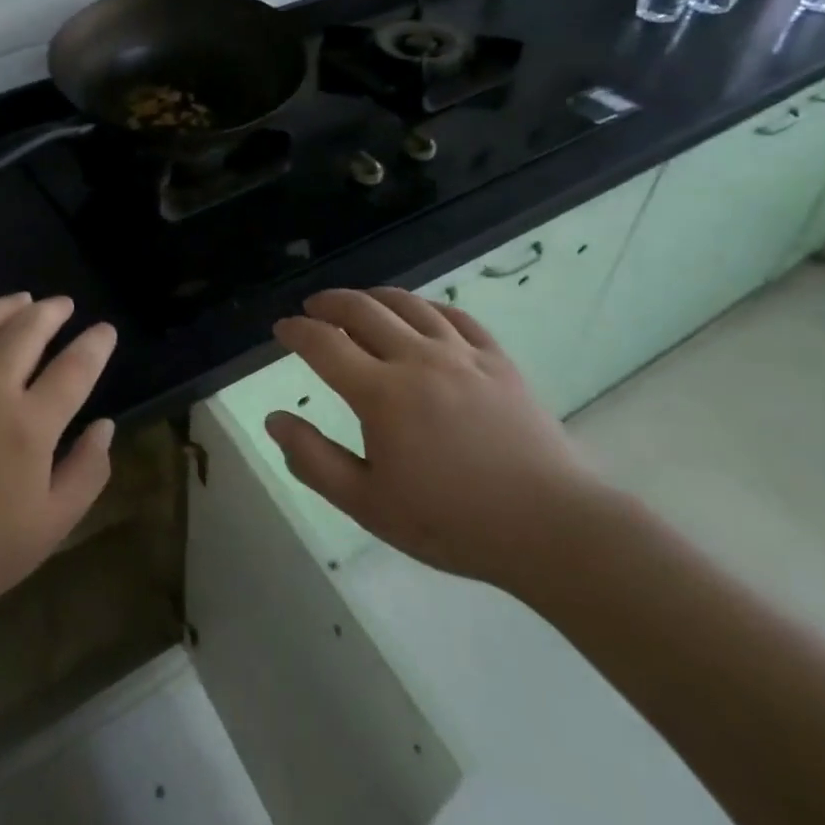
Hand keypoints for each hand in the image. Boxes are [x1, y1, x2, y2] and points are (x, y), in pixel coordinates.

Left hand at [0, 293, 117, 668]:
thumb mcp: (51, 526)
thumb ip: (87, 471)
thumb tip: (105, 425)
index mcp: (29, 426)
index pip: (75, 367)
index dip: (96, 344)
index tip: (105, 331)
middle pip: (26, 330)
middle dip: (52, 311)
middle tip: (64, 305)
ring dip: (6, 305)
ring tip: (23, 300)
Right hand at [264, 287, 610, 593]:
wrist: (551, 528)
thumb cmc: (452, 522)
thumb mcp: (368, 504)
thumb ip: (313, 460)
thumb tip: (274, 419)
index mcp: (381, 393)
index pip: (324, 344)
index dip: (296, 331)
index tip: (281, 329)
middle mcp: (417, 359)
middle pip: (362, 309)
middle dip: (328, 302)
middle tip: (312, 308)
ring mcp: (461, 355)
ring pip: (407, 304)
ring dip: (373, 296)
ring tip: (357, 302)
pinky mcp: (497, 360)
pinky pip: (455, 316)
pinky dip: (426, 306)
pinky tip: (418, 313)